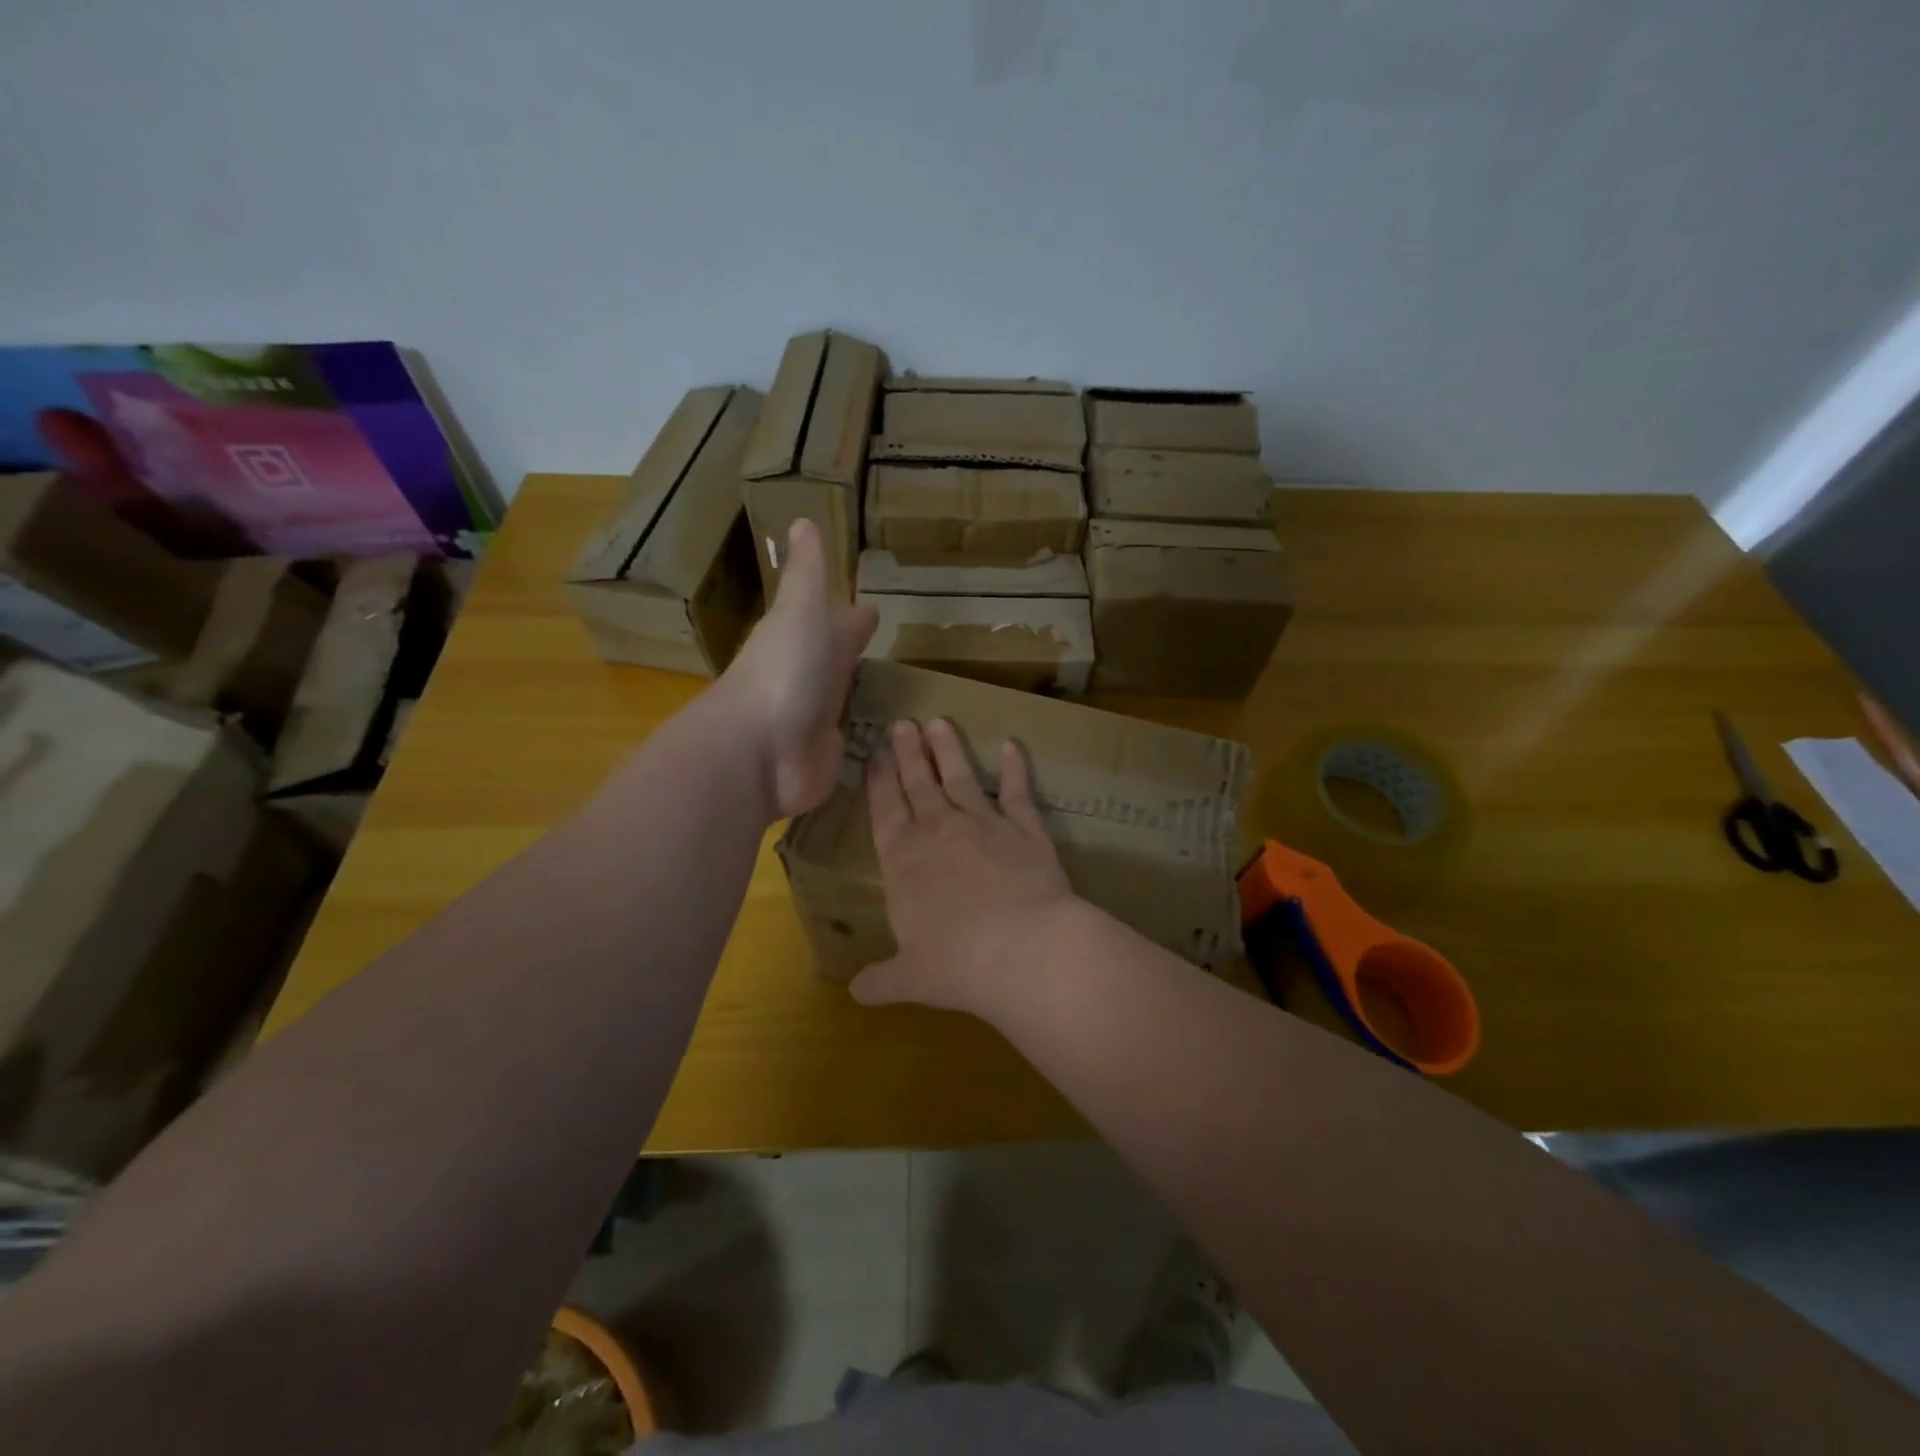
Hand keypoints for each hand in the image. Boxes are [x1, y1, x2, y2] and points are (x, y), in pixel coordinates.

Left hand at [719, 518, 876, 817]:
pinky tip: (887, 743)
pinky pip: (855, 747)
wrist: (761, 753)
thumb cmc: (786, 672)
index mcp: (804, 641)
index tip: (872, 610)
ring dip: (860, 698)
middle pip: (837, 664)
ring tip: (893, 695)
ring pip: (844, 704)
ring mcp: (818, 724)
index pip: (835, 625)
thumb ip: (808, 574)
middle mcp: (810, 681)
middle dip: (852, 654)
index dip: (852, 618)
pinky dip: (868, 742)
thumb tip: (802, 519)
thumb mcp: (801, 611)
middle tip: (882, 651)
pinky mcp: (830, 760)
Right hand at [850, 718, 1083, 1018]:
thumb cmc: (956, 965)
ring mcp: (983, 823)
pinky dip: (1015, 767)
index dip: (879, 781)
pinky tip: (1012, 745)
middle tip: (902, 724)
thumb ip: (881, 980)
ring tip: (939, 722)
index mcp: (902, 861)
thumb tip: (855, 993)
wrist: (1022, 949)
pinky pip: (1016, 790)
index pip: (885, 811)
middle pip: (918, 783)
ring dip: (948, 749)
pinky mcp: (1024, 827)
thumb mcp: (909, 979)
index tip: (876, 754)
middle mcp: (938, 831)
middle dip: (908, 753)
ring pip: (960, 776)